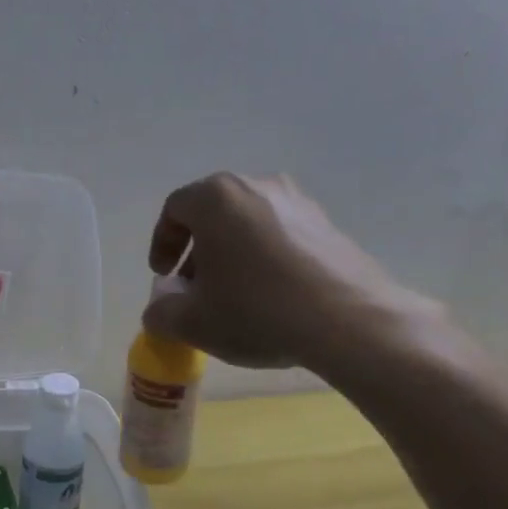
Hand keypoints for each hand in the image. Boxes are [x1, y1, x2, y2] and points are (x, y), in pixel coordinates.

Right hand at [144, 173, 446, 373]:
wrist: (348, 321)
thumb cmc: (256, 310)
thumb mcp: (192, 322)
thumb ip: (161, 312)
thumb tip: (159, 310)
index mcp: (217, 197)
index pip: (175, 209)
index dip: (162, 243)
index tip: (163, 276)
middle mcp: (257, 186)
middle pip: (213, 213)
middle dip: (198, 250)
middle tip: (195, 289)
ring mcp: (298, 202)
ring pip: (248, 223)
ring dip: (232, 254)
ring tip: (234, 295)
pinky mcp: (328, 224)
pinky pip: (281, 235)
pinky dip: (266, 258)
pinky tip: (272, 296)